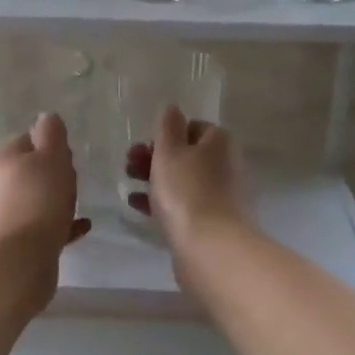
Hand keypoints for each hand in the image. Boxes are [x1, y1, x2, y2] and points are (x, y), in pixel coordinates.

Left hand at [0, 113, 91, 265]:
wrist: (21, 256)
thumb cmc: (39, 197)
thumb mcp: (51, 156)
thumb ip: (51, 134)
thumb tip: (46, 118)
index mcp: (7, 157)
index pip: (28, 138)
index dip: (50, 142)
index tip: (69, 152)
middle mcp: (2, 183)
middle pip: (31, 169)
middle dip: (53, 171)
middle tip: (75, 175)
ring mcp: (8, 213)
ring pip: (37, 198)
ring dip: (56, 198)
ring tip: (79, 201)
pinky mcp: (20, 240)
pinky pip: (45, 225)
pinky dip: (62, 223)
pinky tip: (83, 226)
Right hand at [124, 105, 244, 249]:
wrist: (209, 247)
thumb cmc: (186, 191)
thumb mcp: (170, 151)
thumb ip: (168, 126)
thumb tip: (173, 108)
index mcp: (219, 142)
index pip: (192, 127)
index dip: (166, 134)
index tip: (144, 146)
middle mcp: (225, 165)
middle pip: (186, 154)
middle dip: (155, 157)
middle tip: (129, 165)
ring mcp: (220, 195)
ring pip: (182, 180)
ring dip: (154, 179)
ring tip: (129, 185)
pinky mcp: (211, 221)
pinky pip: (183, 204)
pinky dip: (161, 201)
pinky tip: (137, 206)